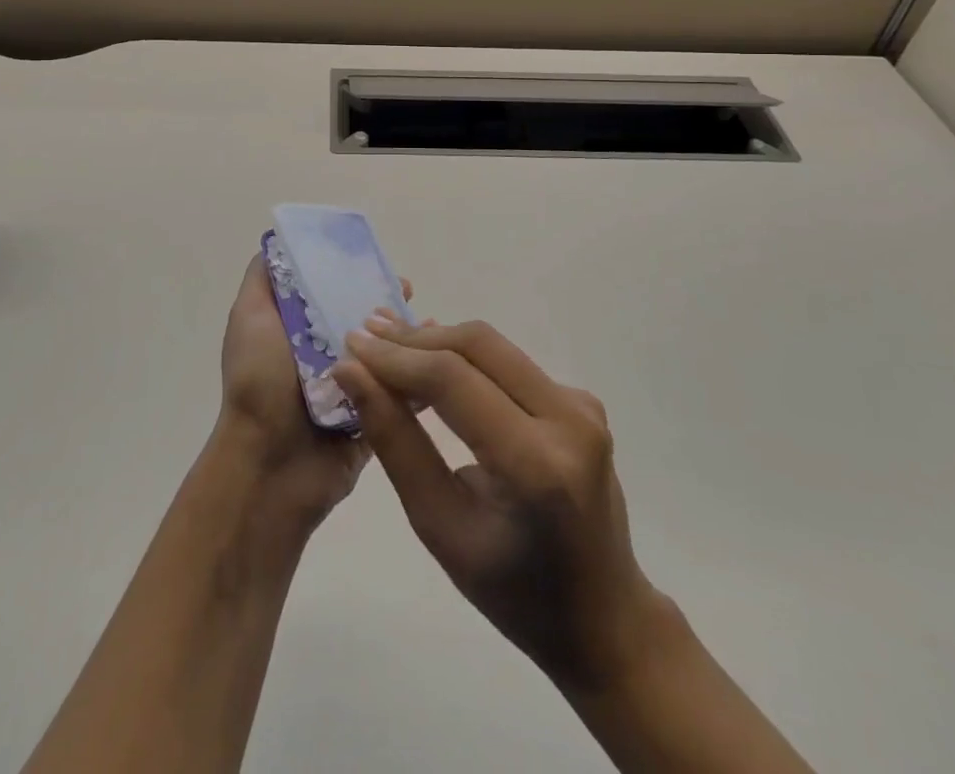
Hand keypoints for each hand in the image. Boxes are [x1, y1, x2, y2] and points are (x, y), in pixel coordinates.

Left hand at [212, 254, 411, 529]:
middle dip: (386, 303)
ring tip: (431, 323)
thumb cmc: (259, 383)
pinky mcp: (372, 419)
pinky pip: (402, 393)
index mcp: (298, 332)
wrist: (269, 466)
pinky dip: (421, 375)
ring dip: (408, 337)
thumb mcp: (249, 318)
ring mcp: (350, 389)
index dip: (352, 274)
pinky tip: (440, 357)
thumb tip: (277, 240)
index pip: (330, 292)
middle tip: (408, 291)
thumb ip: (263, 280)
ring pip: (386, 354)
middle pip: (362, 321)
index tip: (376, 261)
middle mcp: (324, 357)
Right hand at [332, 316, 672, 695]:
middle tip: (366, 337)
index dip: (396, 357)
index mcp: (537, 465)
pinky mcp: (582, 402)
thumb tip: (353, 373)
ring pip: (494, 347)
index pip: (453, 381)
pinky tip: (434, 367)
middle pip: (478, 346)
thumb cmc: (512, 592)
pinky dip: (466, 360)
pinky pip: (511, 364)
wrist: (603, 618)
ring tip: (389, 345)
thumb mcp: (439, 525)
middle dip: (415, 339)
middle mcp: (570, 420)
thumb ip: (394, 441)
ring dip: (438, 342)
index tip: (351, 344)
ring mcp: (583, 406)